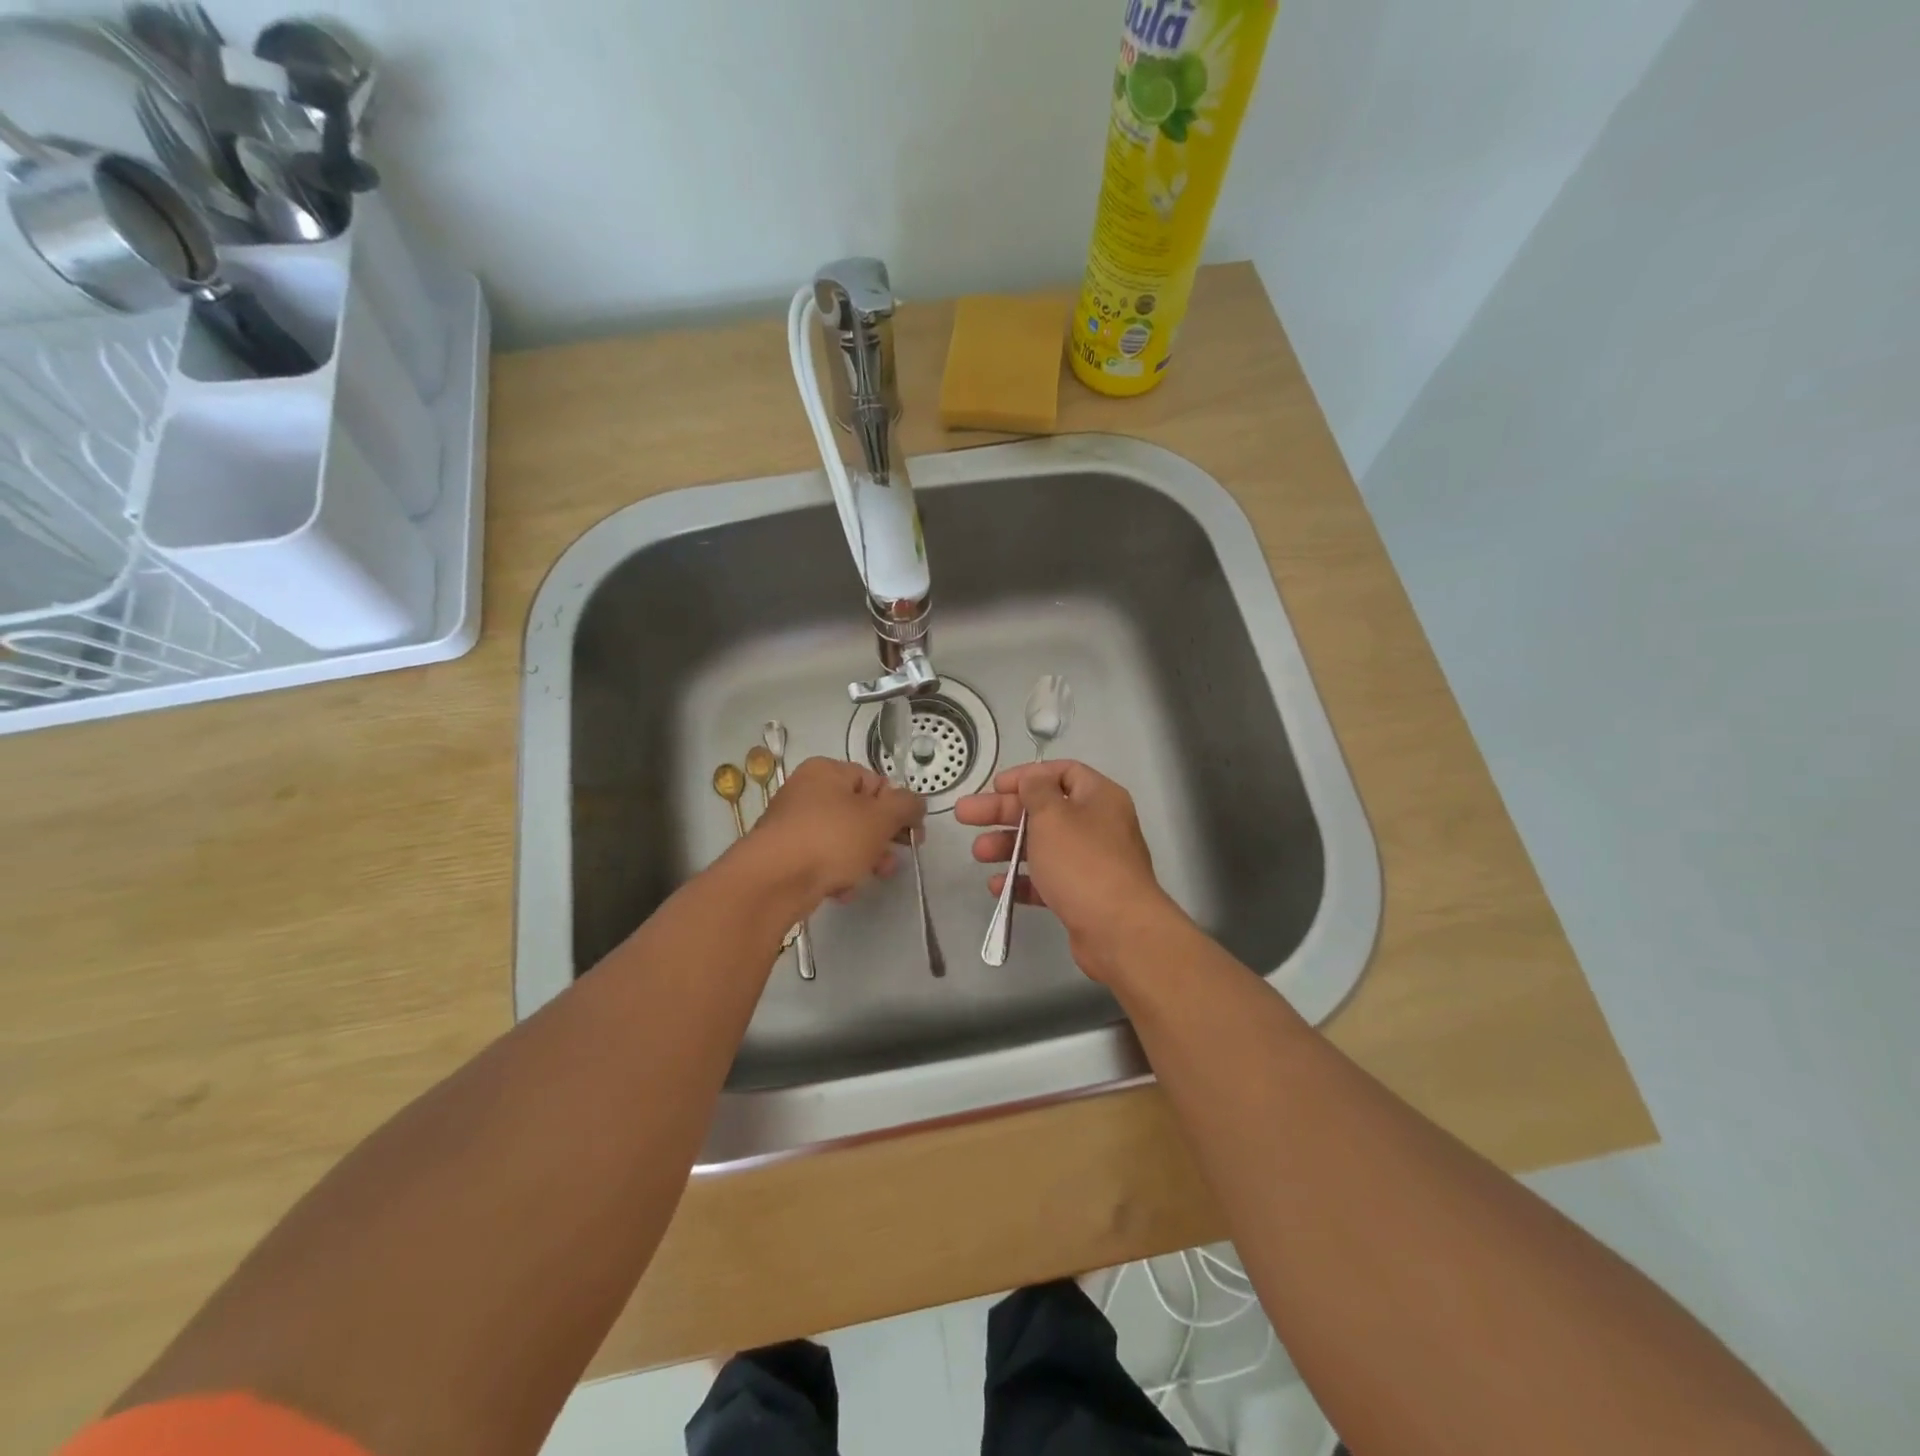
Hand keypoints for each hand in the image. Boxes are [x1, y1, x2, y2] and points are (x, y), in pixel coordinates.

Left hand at [741, 757, 923, 910]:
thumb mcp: (880, 818)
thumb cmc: (831, 839)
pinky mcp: (785, 856)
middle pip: (859, 813)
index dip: (897, 808)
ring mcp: (793, 825)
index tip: (912, 834)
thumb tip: (916, 803)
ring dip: (863, 859)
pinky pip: (821, 860)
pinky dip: (836, 873)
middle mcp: (806, 792)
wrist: (773, 881)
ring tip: (872, 877)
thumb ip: (906, 806)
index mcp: (827, 771)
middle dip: (882, 839)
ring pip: (842, 839)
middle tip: (894, 860)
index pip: (875, 782)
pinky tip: (841, 890)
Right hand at [955, 760, 1182, 981]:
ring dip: (1008, 847)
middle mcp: (1098, 825)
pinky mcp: (1083, 895)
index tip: (996, 787)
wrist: (1118, 930)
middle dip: (1003, 813)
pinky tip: (998, 886)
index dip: (1027, 776)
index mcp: (1099, 797)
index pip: (1062, 773)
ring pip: (1043, 846)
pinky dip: (1023, 880)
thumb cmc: (1082, 862)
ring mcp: (1092, 862)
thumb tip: (1032, 777)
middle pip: (1044, 810)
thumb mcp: (1052, 816)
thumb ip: (1036, 791)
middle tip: (965, 815)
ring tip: (977, 854)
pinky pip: (1048, 880)